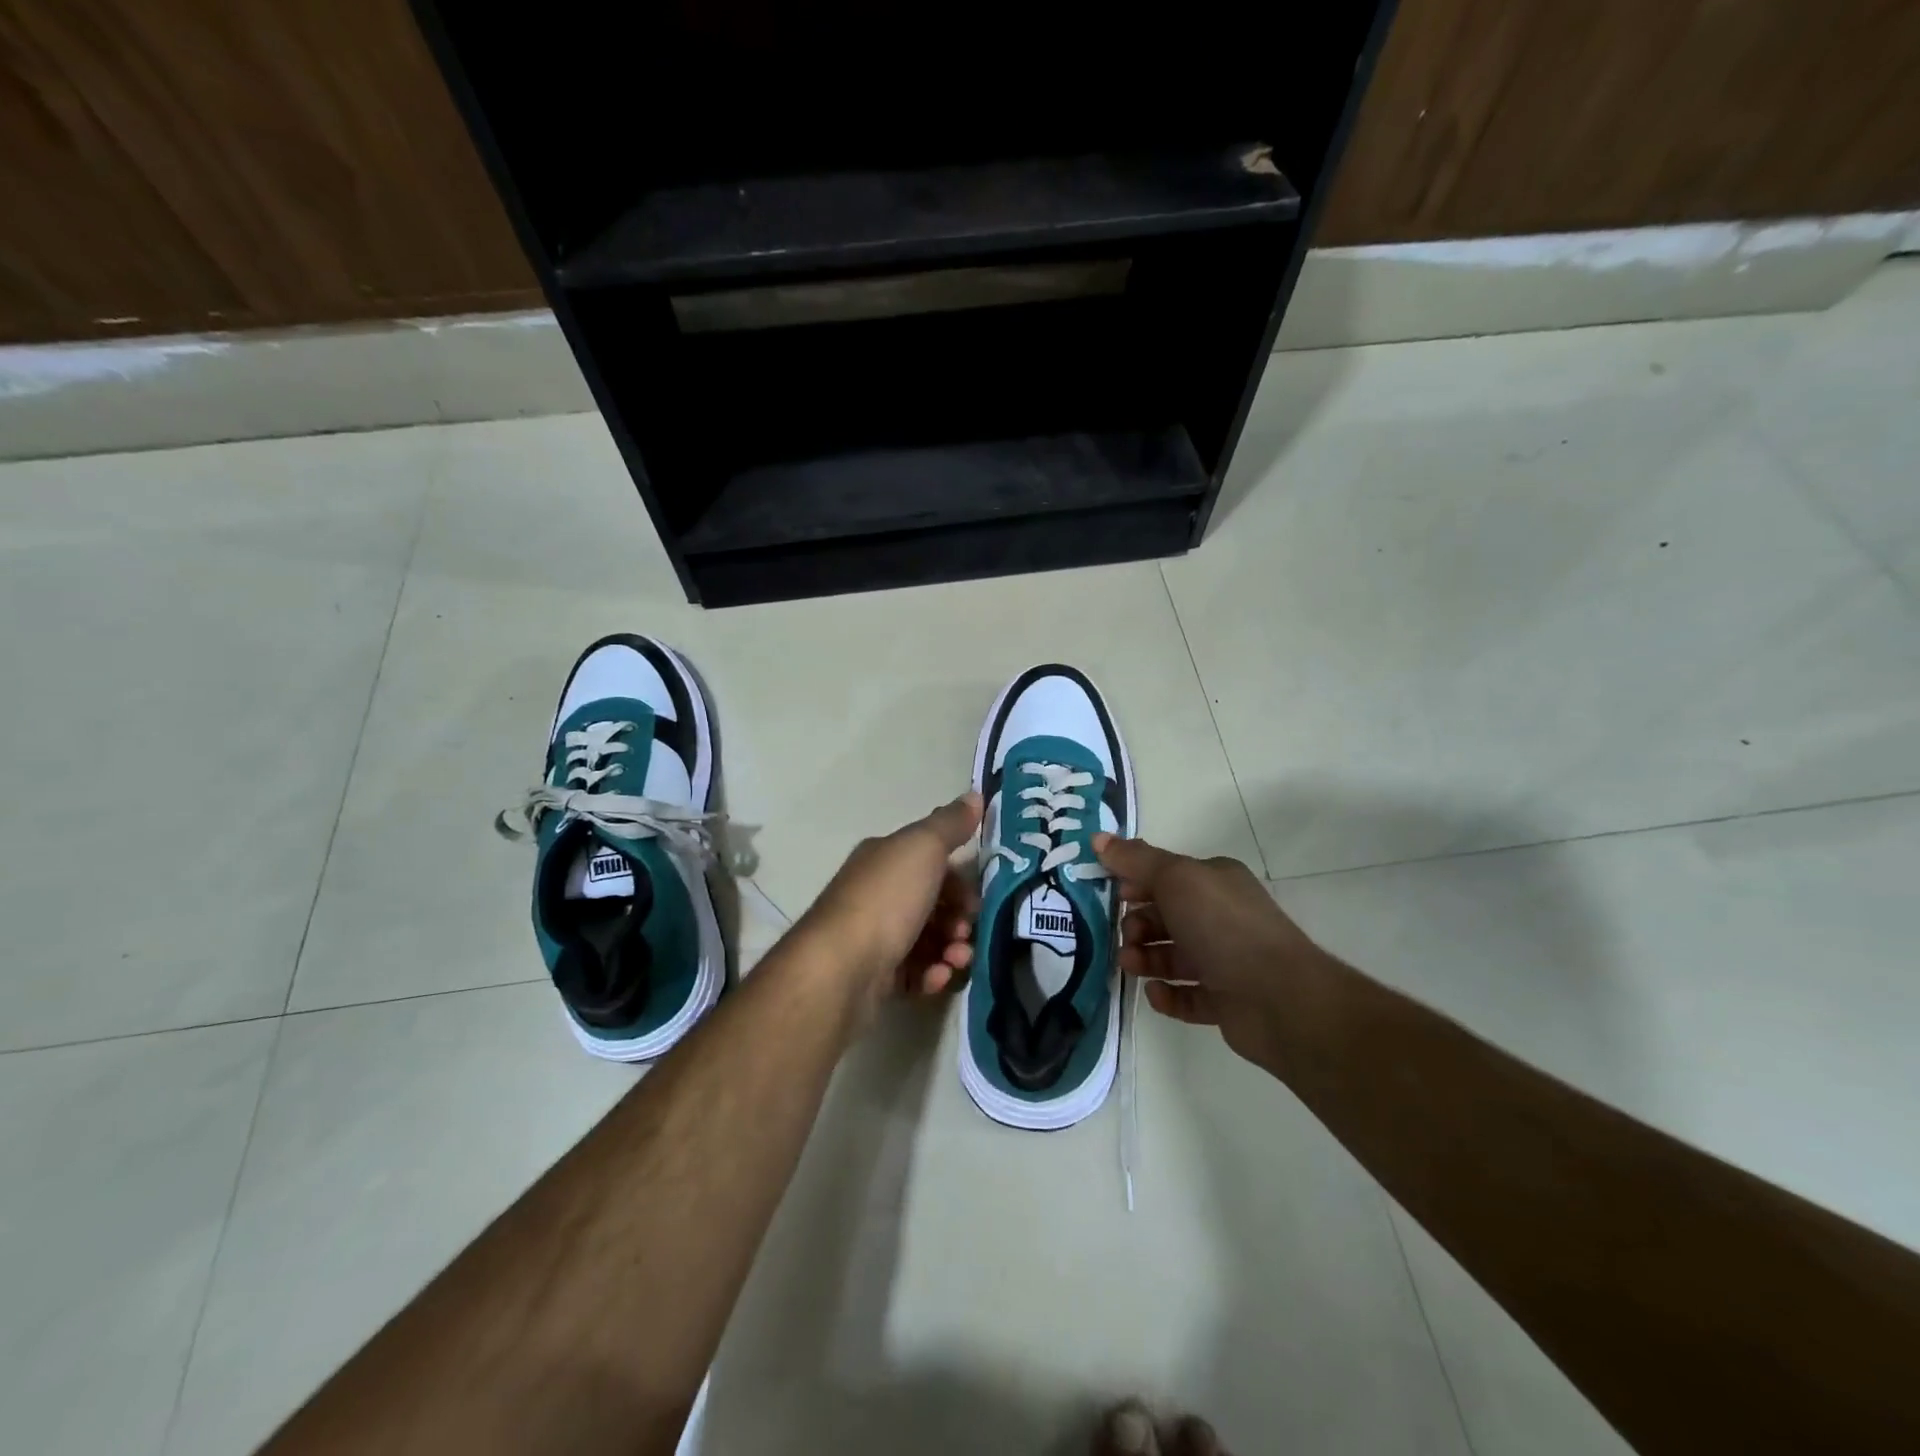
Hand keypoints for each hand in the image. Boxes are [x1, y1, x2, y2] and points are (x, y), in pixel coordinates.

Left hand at [794, 792, 982, 1028]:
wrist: (840, 969)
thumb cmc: (885, 901)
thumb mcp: (923, 849)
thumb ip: (950, 824)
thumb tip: (975, 794)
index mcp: (884, 858)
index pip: (930, 861)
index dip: (959, 877)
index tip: (977, 897)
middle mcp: (877, 894)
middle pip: (932, 903)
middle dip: (959, 918)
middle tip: (967, 932)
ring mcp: (875, 937)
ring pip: (928, 940)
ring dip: (952, 949)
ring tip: (957, 960)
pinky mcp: (876, 977)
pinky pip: (914, 973)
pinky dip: (931, 975)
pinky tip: (937, 978)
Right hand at [1093, 833, 1326, 1072]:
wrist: (1279, 998)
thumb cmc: (1223, 926)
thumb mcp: (1175, 879)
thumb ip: (1135, 860)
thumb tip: (1098, 837)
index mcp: (1215, 881)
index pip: (1167, 875)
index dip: (1136, 881)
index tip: (1111, 894)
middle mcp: (1222, 916)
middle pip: (1167, 916)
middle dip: (1138, 924)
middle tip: (1124, 936)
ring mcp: (1226, 960)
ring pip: (1174, 956)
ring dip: (1146, 958)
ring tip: (1130, 966)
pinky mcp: (1226, 1001)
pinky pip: (1188, 995)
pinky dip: (1168, 994)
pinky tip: (1155, 993)